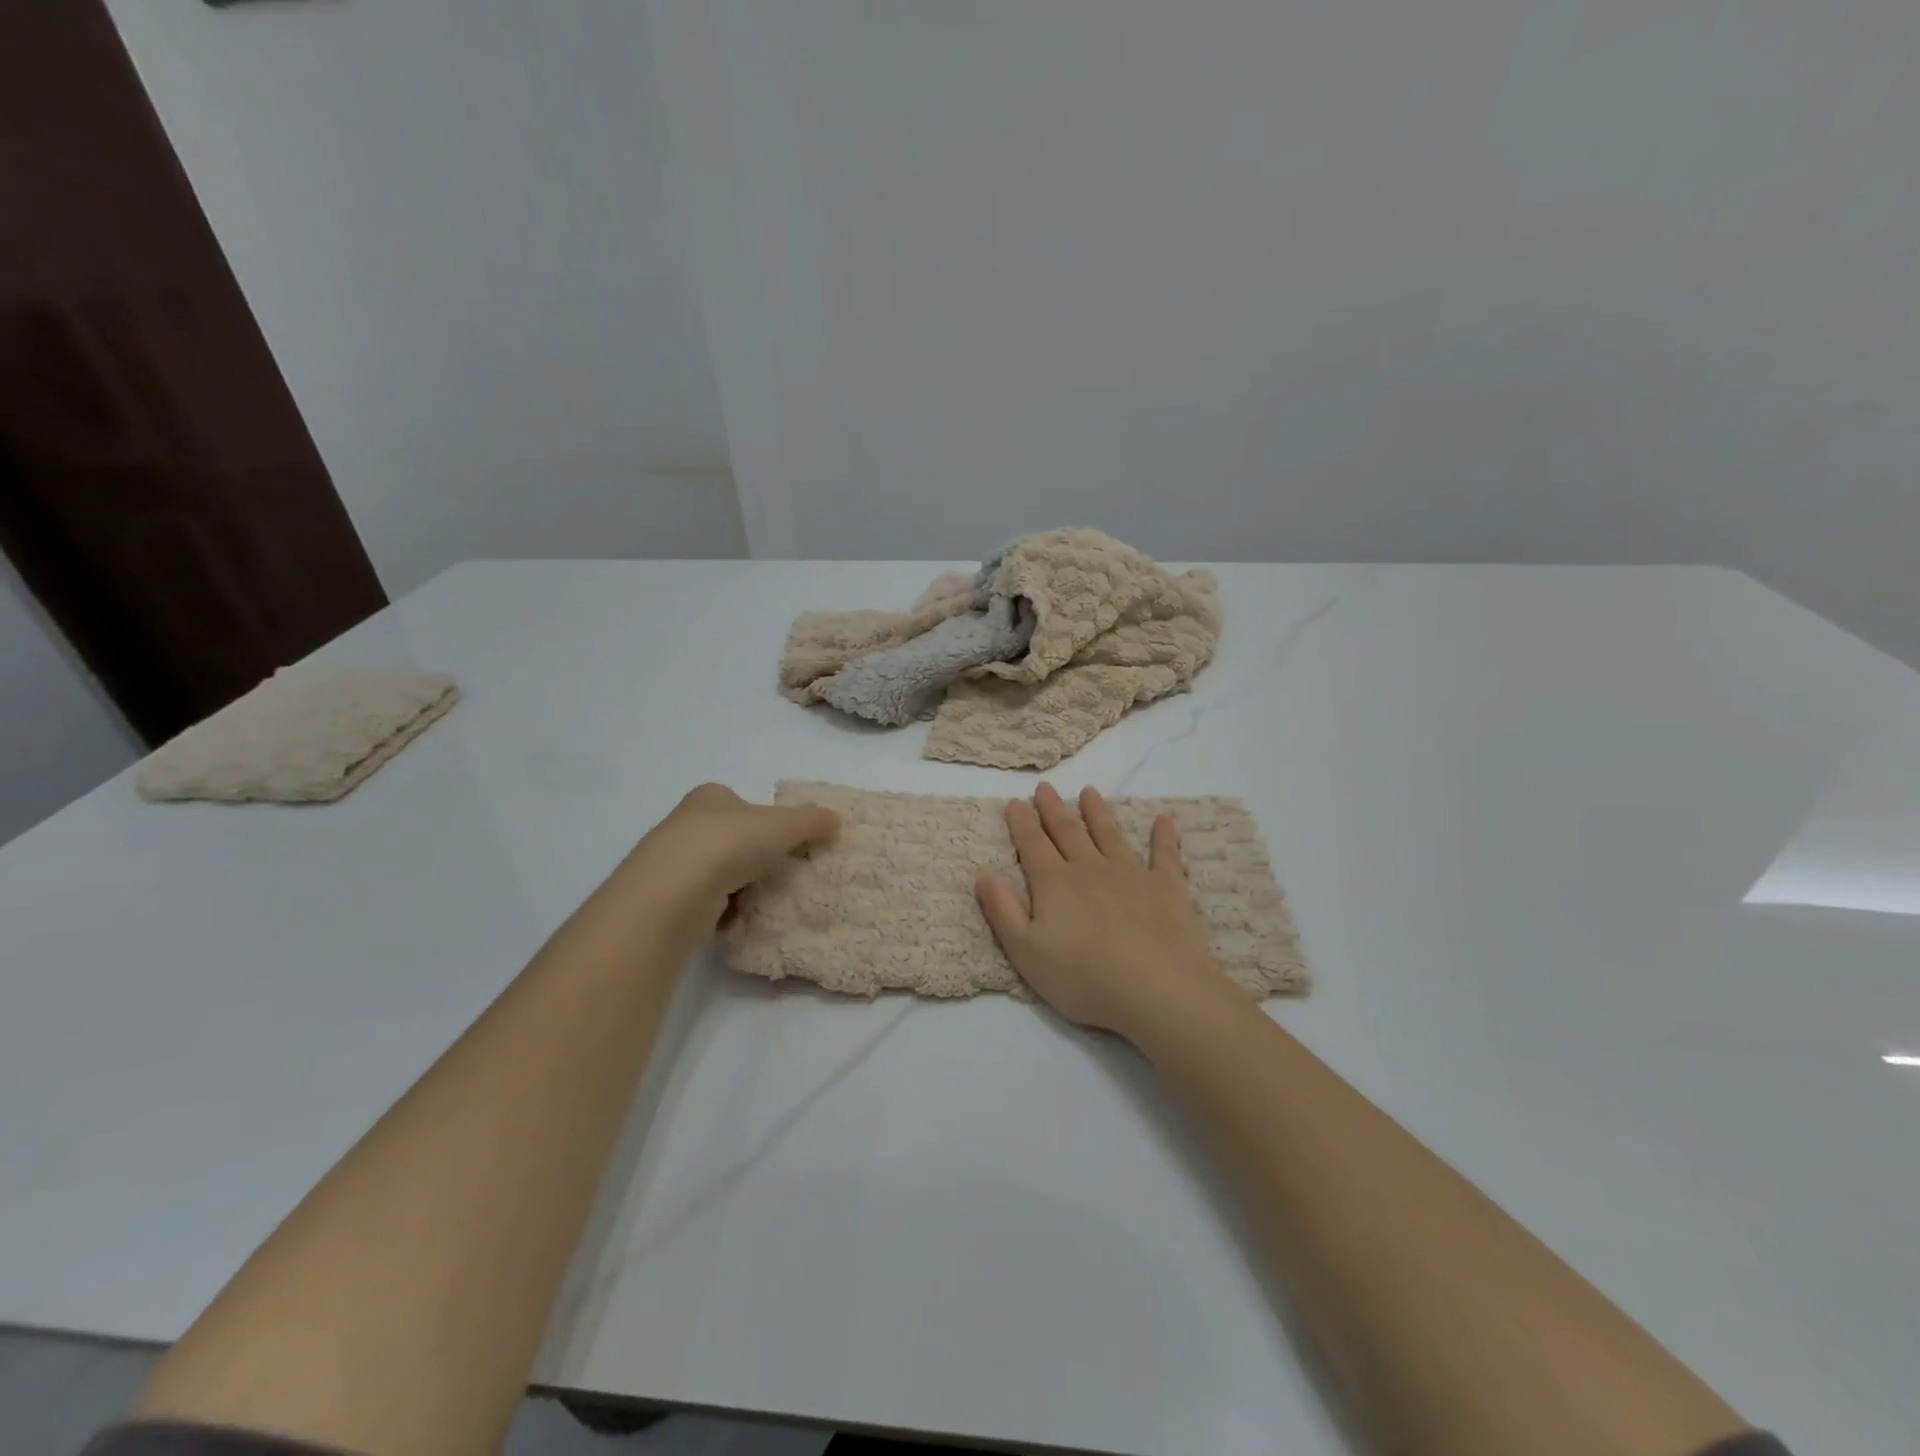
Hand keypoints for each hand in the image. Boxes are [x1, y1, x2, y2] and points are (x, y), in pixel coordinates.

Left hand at [627, 783, 839, 930]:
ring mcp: (673, 863)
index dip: (766, 819)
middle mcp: (686, 823)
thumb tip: (836, 820)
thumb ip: (811, 821)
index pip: (741, 803)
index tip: (786, 841)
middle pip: (730, 836)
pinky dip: (725, 909)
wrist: (673, 892)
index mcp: (710, 797)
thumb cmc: (729, 843)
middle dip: (754, 854)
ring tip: (767, 898)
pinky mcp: (667, 899)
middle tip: (783, 871)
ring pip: (718, 871)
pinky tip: (742, 918)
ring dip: (740, 883)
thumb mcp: (783, 825)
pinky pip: (706, 901)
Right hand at [975, 783, 1239, 1040]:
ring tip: (1089, 792)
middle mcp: (1090, 869)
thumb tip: (983, 874)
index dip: (1022, 823)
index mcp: (1055, 883)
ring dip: (1098, 812)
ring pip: (1110, 835)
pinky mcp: (1167, 887)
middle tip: (1045, 787)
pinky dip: (1163, 836)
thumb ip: (1003, 911)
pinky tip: (1164, 819)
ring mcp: (1131, 874)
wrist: (1157, 990)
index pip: (1032, 845)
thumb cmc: (1084, 978)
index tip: (1015, 801)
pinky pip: (1165, 854)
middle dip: (1054, 809)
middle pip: (1068, 832)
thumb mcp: (1027, 953)